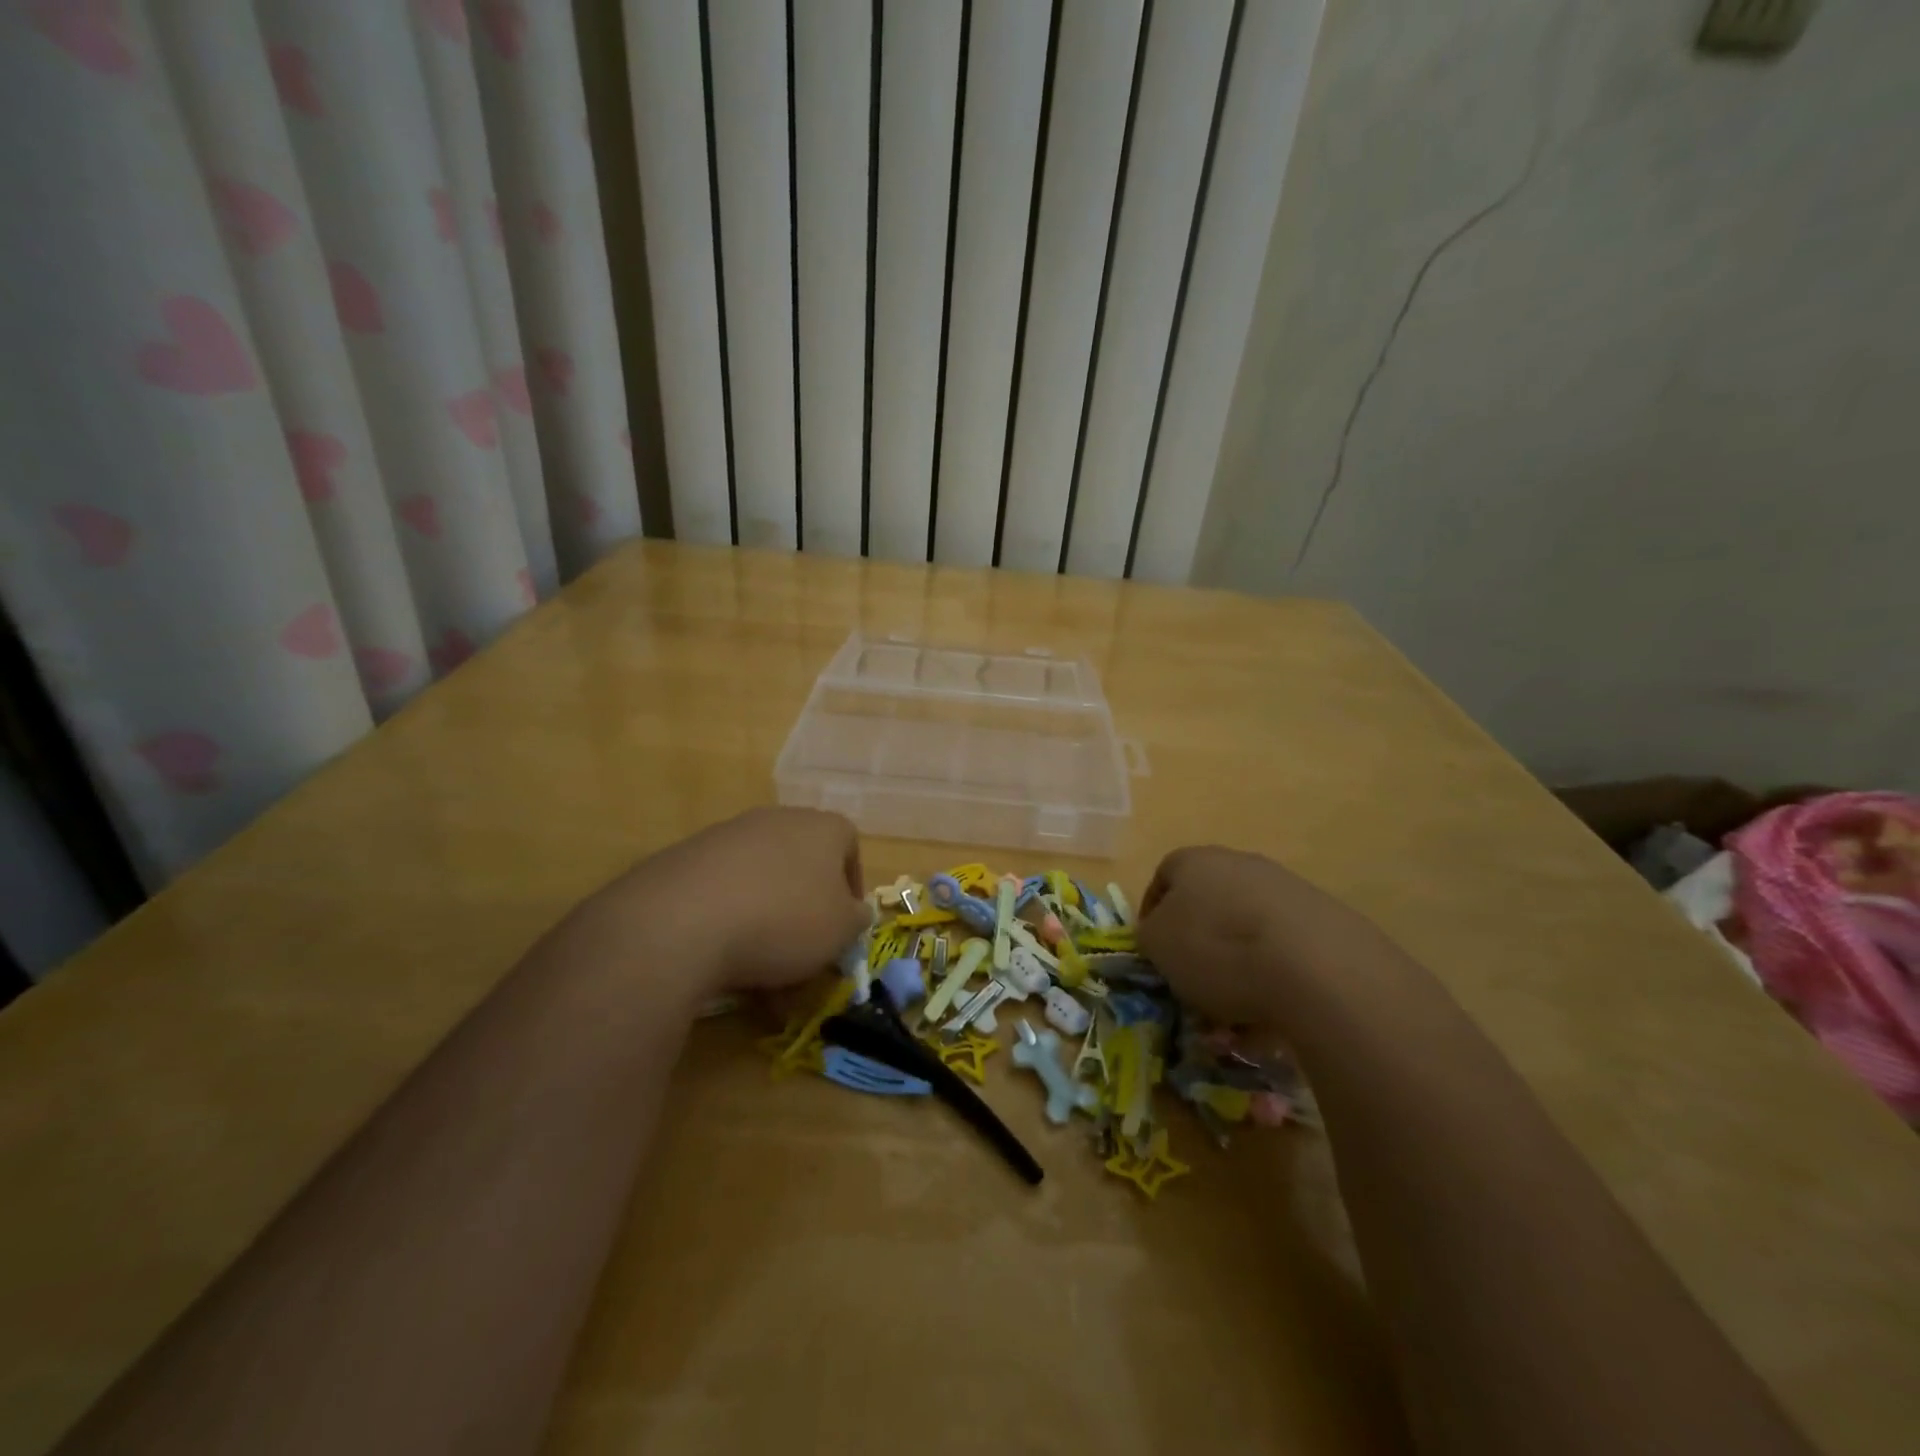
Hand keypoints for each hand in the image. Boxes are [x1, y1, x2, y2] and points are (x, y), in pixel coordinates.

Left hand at [630, 807, 869, 996]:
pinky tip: (721, 961)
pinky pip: (721, 891)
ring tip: (761, 971)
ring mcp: (727, 835)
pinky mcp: (685, 859)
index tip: (845, 923)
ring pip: (761, 880)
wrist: (683, 920)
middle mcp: (776, 820)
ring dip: (766, 919)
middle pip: (802, 862)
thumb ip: (856, 919)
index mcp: (821, 827)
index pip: (849, 844)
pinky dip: (728, 921)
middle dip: (805, 907)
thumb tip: (854, 912)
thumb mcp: (841, 930)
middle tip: (804, 950)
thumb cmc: (785, 920)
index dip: (852, 884)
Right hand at [1137, 845, 1381, 1025]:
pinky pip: (1285, 952)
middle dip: (1199, 942)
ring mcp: (1288, 890)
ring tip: (1233, 1016)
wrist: (1314, 968)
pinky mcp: (1326, 922)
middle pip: (1210, 902)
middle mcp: (1241, 864)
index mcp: (1194, 860)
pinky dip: (1274, 981)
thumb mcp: (1157, 946)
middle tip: (1193, 982)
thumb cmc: (1216, 948)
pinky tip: (1271, 1018)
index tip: (1153, 950)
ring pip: (1248, 930)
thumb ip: (1149, 936)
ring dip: (1238, 966)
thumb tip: (1160, 935)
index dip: (1153, 913)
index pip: (1163, 877)